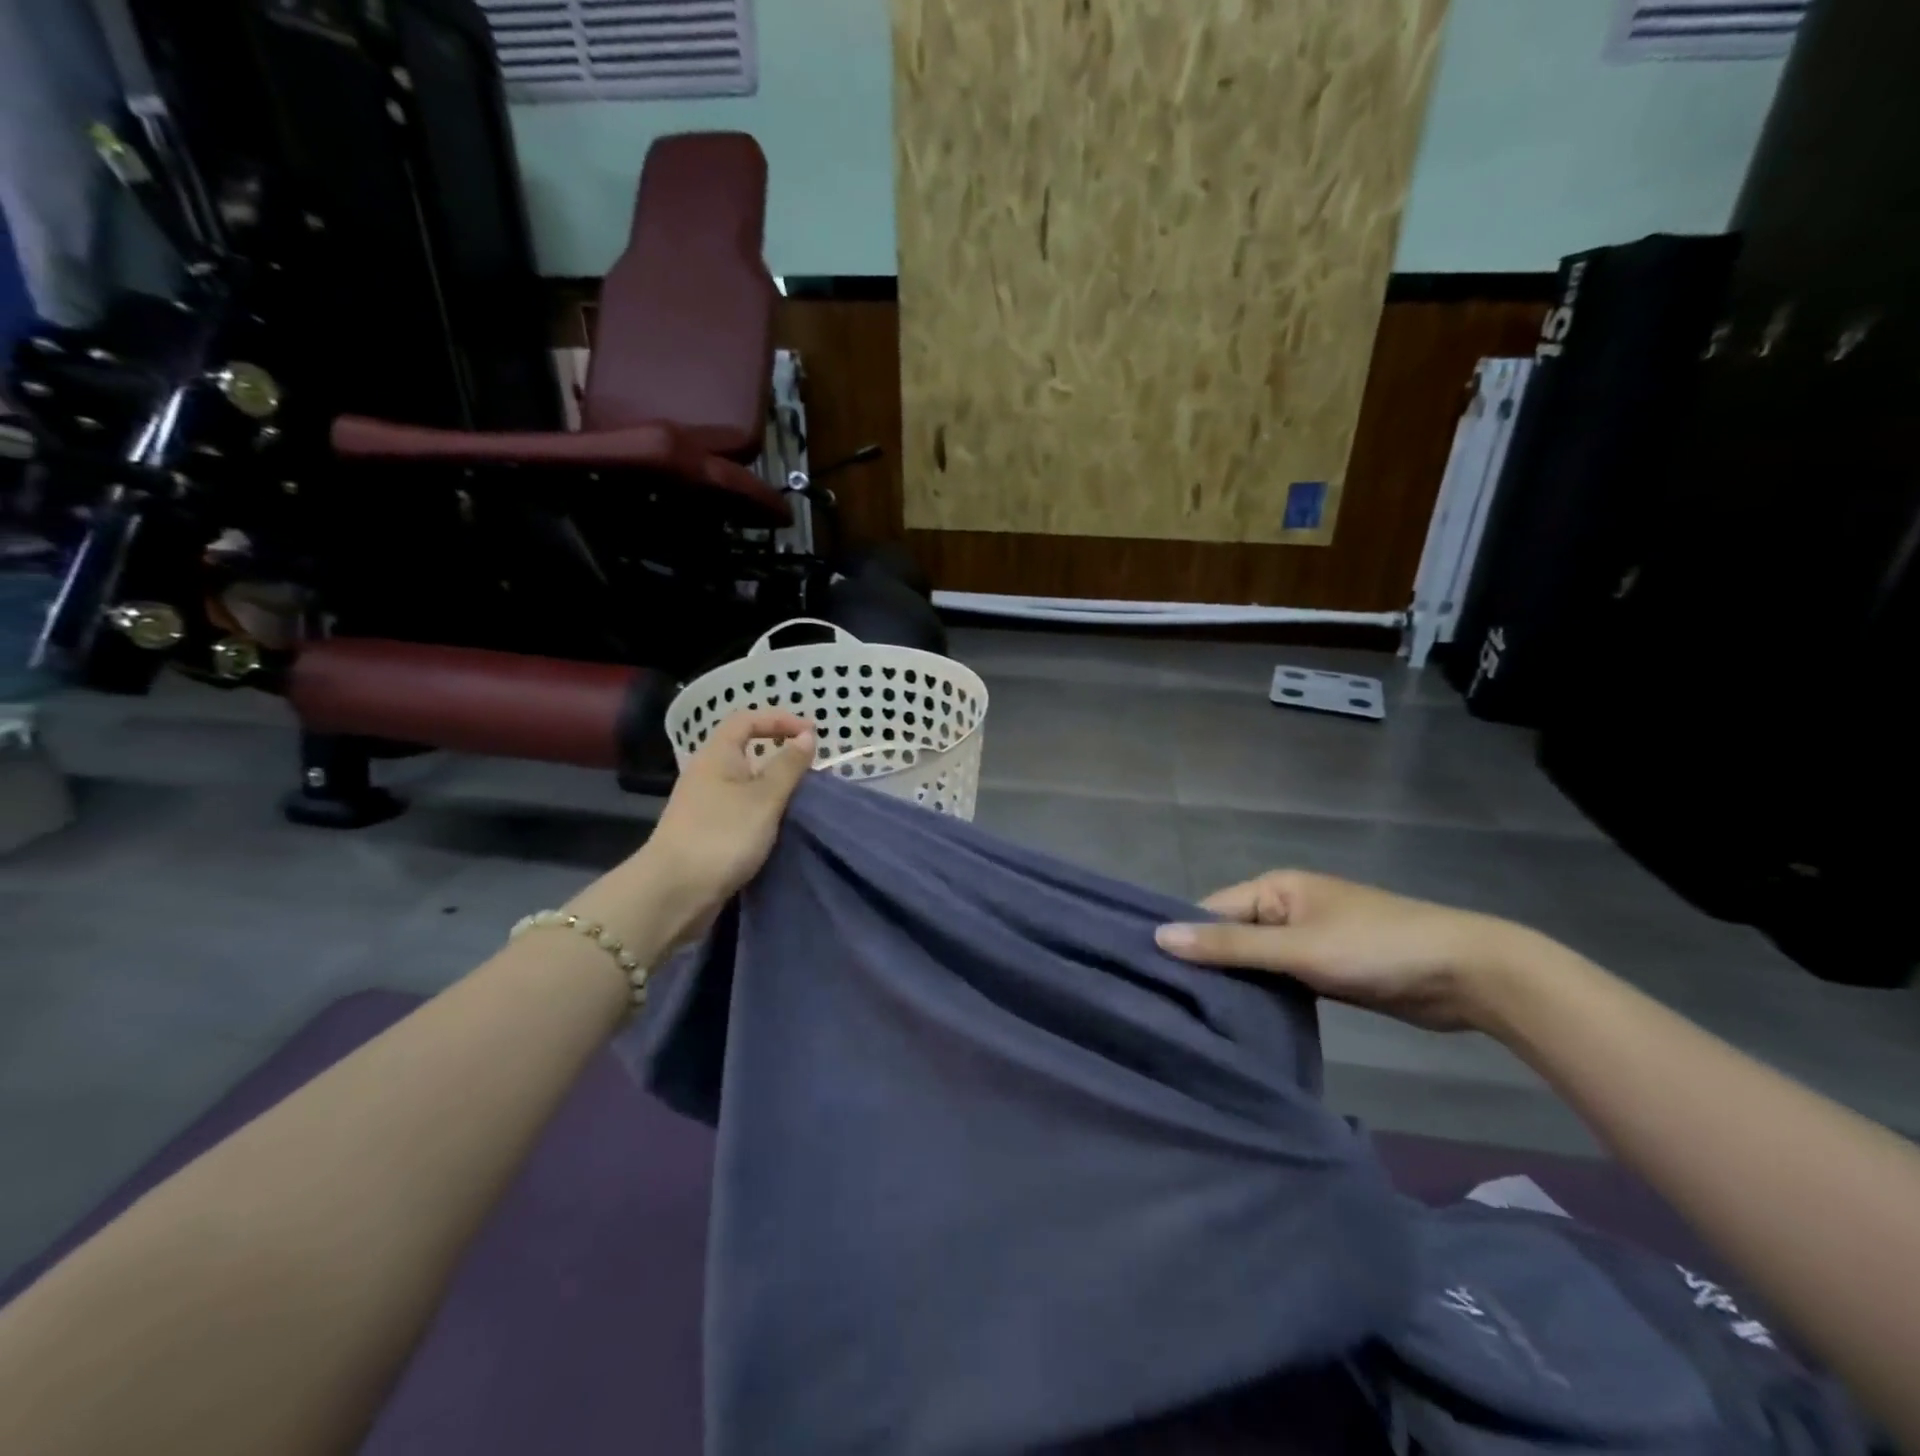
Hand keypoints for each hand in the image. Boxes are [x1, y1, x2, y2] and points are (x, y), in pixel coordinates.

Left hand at [569, 710, 814, 957]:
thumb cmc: (723, 835)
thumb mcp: (765, 797)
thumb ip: (788, 766)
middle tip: (811, 766)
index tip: (812, 733)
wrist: (675, 892)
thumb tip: (806, 736)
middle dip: (779, 752)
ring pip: (745, 782)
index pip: (747, 720)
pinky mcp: (707, 831)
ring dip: (774, 784)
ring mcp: (704, 804)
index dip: (779, 719)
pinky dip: (763, 809)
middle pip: (745, 750)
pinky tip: (780, 824)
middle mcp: (707, 773)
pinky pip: (741, 807)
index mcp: (717, 755)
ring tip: (802, 796)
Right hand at [1154, 871, 1529, 1031]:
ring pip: (1254, 961)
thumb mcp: (1297, 947)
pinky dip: (1262, 997)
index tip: (1146, 973)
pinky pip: (1279, 980)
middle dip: (1205, 965)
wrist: (1467, 975)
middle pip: (1230, 935)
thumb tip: (1160, 937)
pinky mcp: (1324, 971)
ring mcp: (1306, 941)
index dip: (1182, 938)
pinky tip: (1238, 1024)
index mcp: (1274, 889)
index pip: (1210, 910)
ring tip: (1190, 1018)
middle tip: (1163, 1004)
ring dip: (1234, 985)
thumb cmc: (1375, 948)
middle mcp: (1284, 909)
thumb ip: (1230, 945)